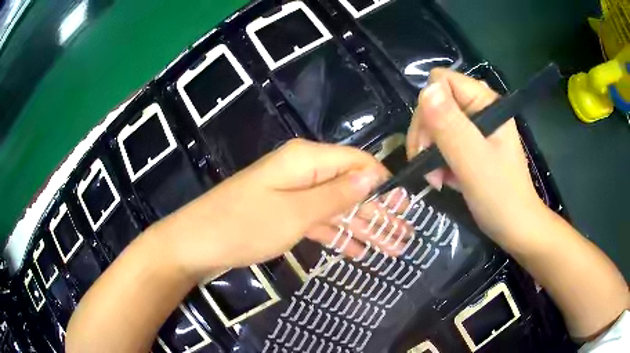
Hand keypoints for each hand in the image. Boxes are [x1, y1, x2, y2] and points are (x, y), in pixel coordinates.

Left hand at [152, 139, 389, 278]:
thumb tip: (374, 174)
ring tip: (391, 249)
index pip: (356, 162)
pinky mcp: (283, 213)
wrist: (195, 244)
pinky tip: (358, 251)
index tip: (407, 206)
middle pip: (350, 187)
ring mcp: (292, 194)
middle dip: (378, 213)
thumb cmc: (243, 226)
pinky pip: (318, 221)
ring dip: (362, 228)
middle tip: (405, 237)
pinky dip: (338, 235)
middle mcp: (302, 171)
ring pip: (337, 208)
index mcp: (306, 160)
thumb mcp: (295, 212)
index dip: (383, 182)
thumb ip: (337, 194)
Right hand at [406, 68, 544, 239]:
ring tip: (436, 179)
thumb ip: (450, 126)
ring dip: (429, 152)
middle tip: (429, 168)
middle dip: (426, 136)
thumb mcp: (473, 161)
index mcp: (485, 103)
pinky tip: (443, 180)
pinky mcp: (472, 145)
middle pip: (435, 103)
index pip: (441, 82)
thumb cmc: (500, 197)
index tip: (428, 145)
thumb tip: (426, 90)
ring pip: (435, 124)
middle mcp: (479, 109)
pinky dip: (437, 161)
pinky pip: (443, 142)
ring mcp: (475, 128)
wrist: (516, 228)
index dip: (428, 109)